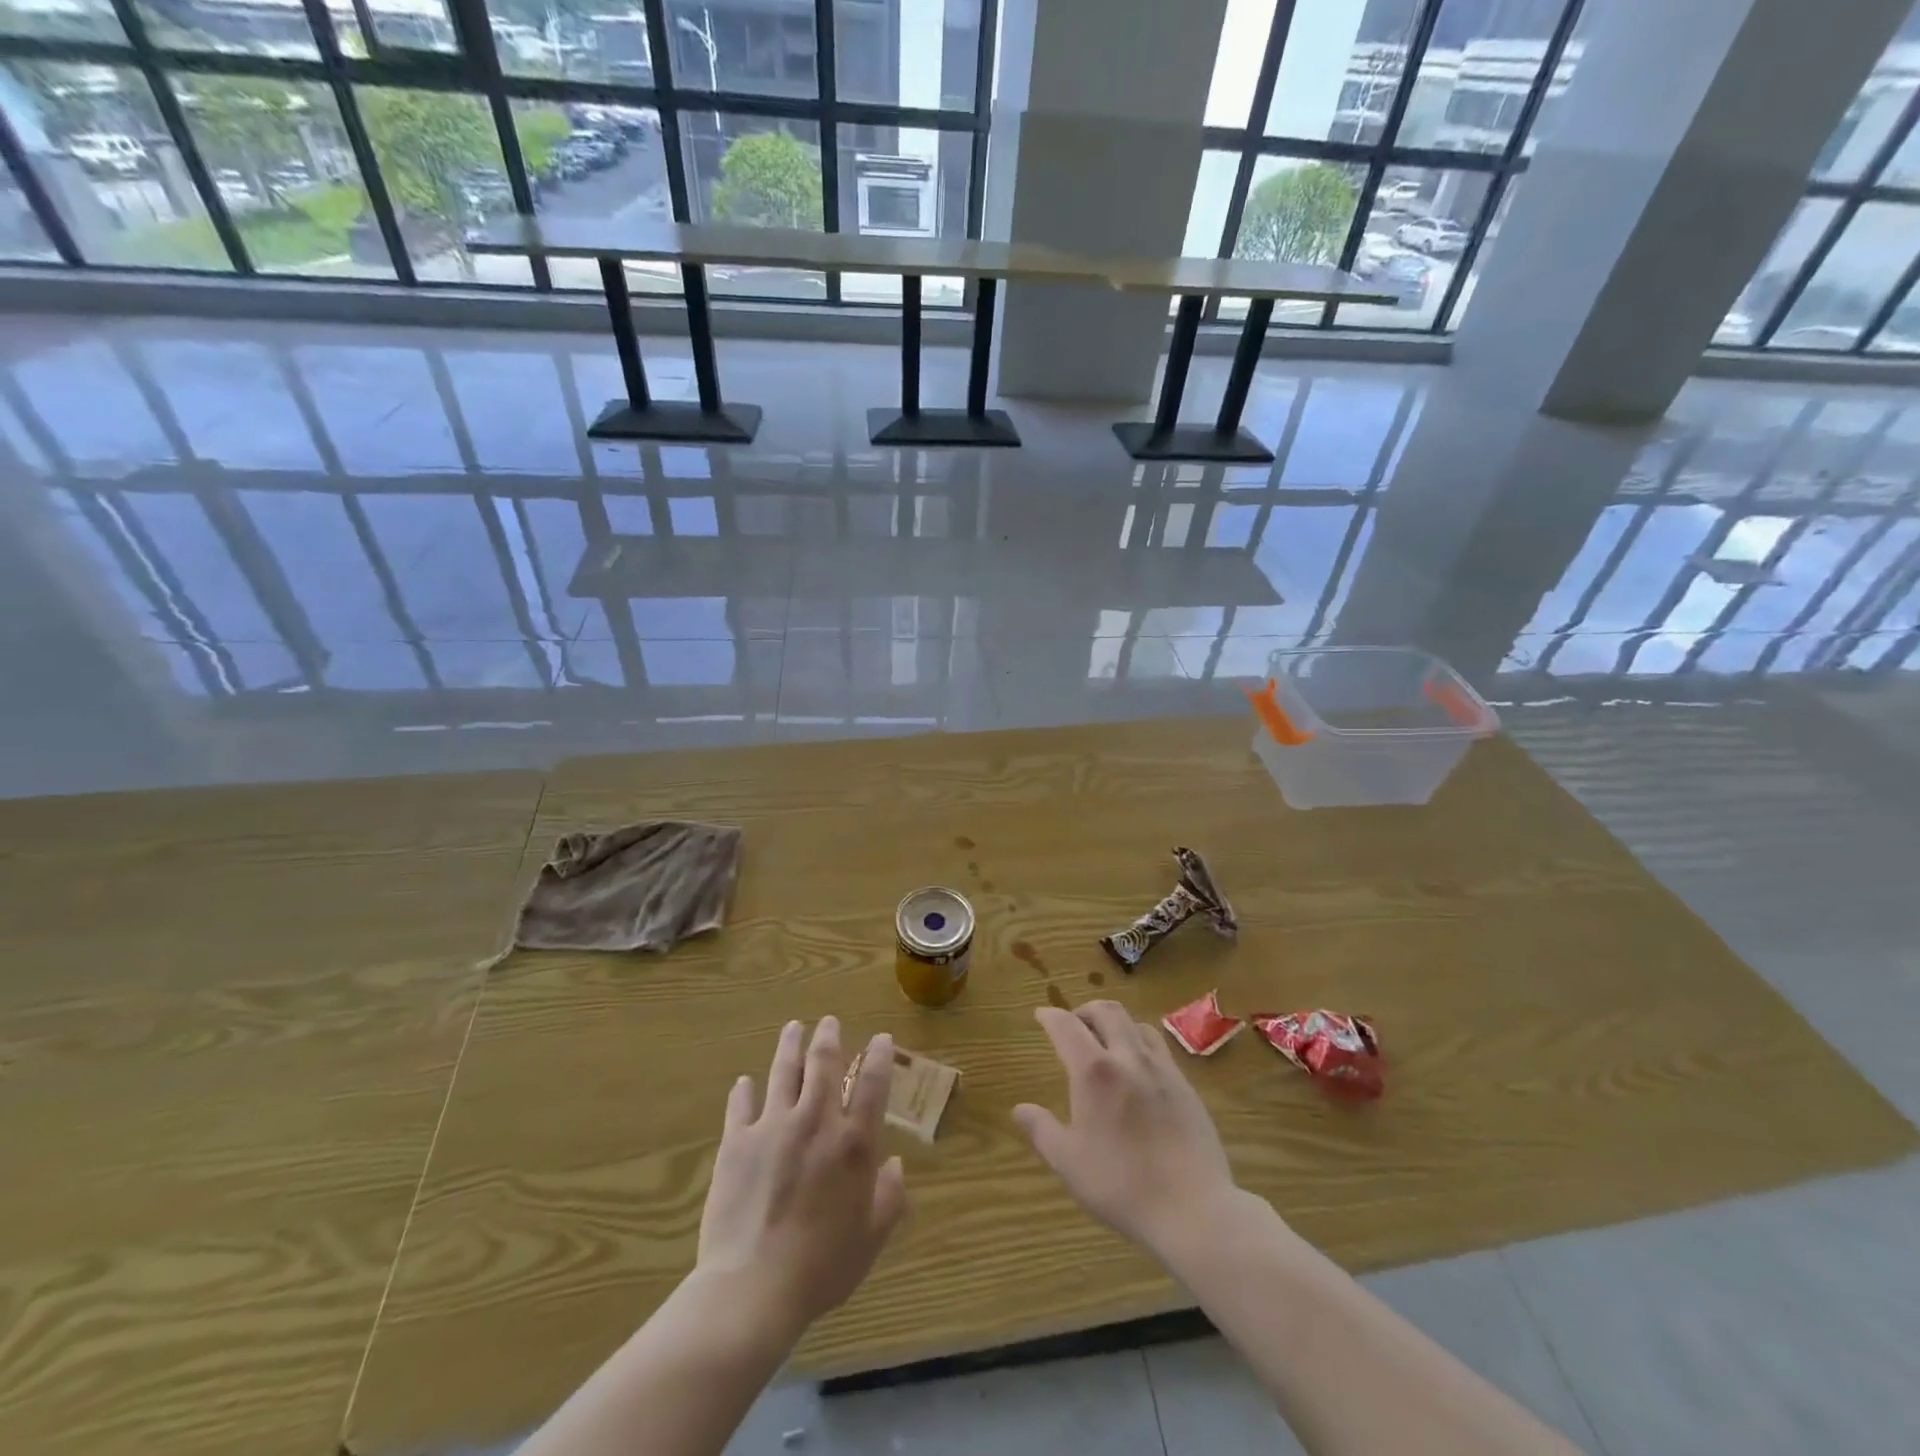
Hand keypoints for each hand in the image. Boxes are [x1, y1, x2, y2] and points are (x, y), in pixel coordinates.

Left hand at [696, 1017, 908, 1337]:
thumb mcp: (870, 1238)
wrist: (752, 1288)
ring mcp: (773, 1127)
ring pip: (783, 1072)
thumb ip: (889, 1198)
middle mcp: (816, 1122)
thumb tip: (894, 1165)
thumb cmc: (821, 1267)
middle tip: (828, 1021)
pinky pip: (740, 1106)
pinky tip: (745, 1082)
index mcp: (853, 1143)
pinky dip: (744, 1091)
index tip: (881, 1038)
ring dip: (790, 1046)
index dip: (879, 1056)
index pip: (873, 1084)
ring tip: (793, 1027)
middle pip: (823, 1064)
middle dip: (828, 1037)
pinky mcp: (736, 1143)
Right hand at [1013, 1001, 1239, 1259]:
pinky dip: (1140, 1043)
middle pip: (1106, 1011)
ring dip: (1115, 1023)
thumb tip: (1019, 1109)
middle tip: (1073, 1025)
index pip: (1066, 1026)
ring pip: (1136, 1024)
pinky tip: (1137, 1070)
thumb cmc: (1122, 1184)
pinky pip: (1159, 1047)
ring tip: (1106, 1042)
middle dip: (1084, 1010)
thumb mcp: (1069, 1162)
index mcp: (1094, 1071)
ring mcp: (1162, 1069)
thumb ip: (1042, 1130)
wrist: (1193, 1208)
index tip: (1040, 1015)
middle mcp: (1128, 1057)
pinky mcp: (1186, 1085)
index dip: (1050, 1016)